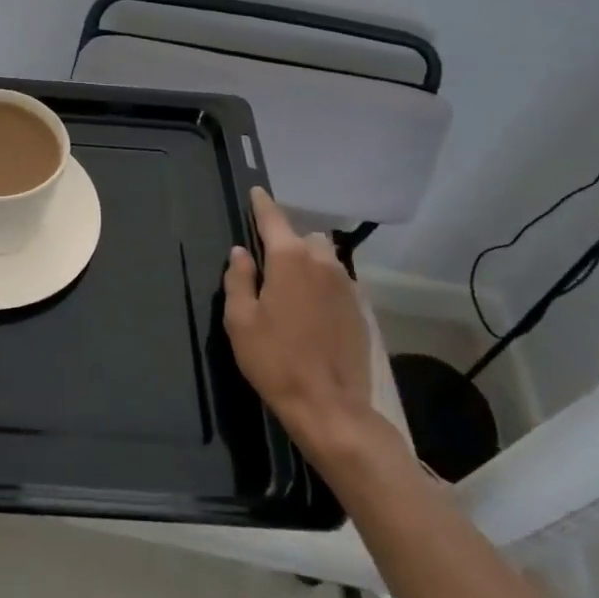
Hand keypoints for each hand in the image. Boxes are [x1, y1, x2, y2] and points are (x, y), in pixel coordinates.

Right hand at [223, 188, 379, 460]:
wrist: (329, 405)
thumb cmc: (274, 360)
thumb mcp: (240, 320)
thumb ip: (238, 279)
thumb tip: (241, 253)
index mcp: (289, 259)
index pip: (273, 218)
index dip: (262, 204)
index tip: (256, 192)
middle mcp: (323, 263)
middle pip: (304, 237)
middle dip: (287, 241)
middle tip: (269, 262)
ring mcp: (346, 285)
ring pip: (325, 258)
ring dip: (307, 262)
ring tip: (291, 286)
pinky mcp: (359, 309)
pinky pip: (337, 282)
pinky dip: (322, 284)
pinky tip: (310, 310)